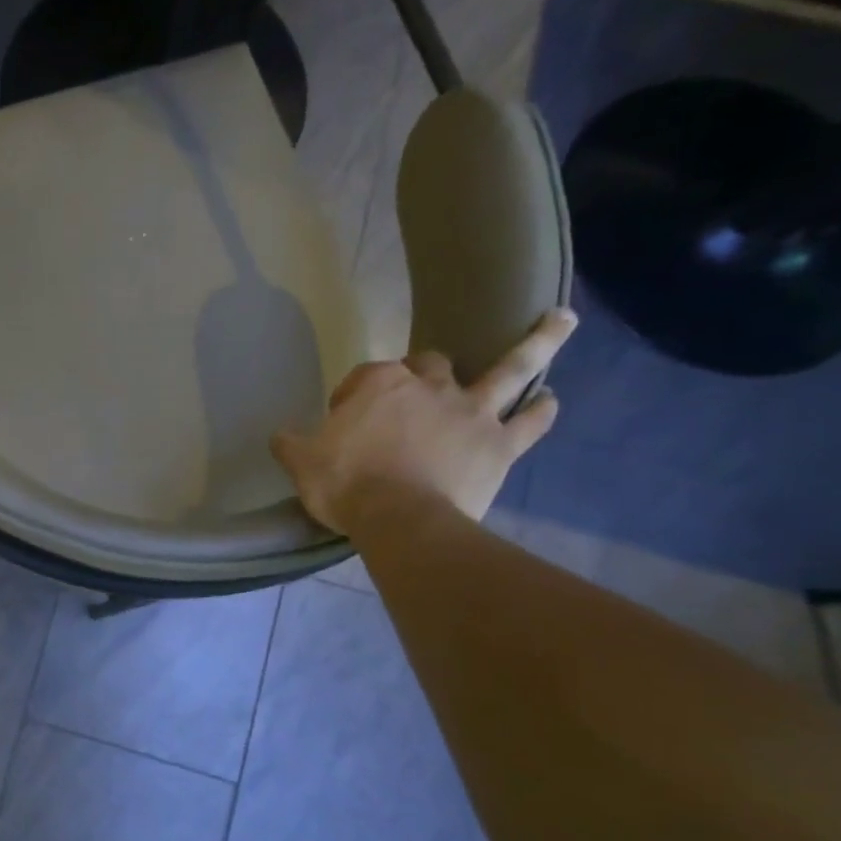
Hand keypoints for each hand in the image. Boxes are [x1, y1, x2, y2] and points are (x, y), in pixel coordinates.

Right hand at [271, 309, 576, 533]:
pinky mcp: (499, 445)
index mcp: (379, 386)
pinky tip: (550, 399)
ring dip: (537, 343)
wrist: (401, 521)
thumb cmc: (346, 485)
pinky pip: (529, 422)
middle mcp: (430, 387)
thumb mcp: (301, 462)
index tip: (342, 420)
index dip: (353, 396)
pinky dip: (541, 410)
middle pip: (430, 363)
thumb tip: (280, 436)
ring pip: (509, 369)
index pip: (365, 376)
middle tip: (413, 393)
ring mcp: (471, 412)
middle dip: (422, 370)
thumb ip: (290, 443)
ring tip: (560, 319)